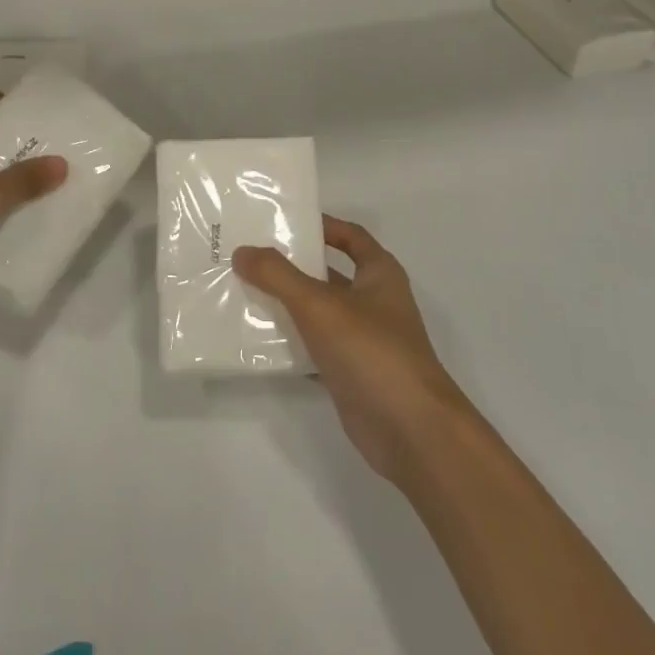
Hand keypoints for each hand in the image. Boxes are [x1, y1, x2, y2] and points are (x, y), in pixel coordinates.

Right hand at [234, 218, 473, 482]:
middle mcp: (374, 302)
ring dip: (287, 305)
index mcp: (379, 274)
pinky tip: (256, 341)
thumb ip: (278, 276)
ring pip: (319, 313)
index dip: (322, 225)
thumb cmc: (373, 352)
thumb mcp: (320, 305)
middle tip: (248, 256)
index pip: (350, 236)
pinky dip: (290, 344)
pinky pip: (314, 349)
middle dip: (292, 266)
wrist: (411, 432)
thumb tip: (242, 251)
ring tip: (242, 292)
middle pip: (328, 274)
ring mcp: (363, 340)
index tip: (284, 222)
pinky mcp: (351, 374)